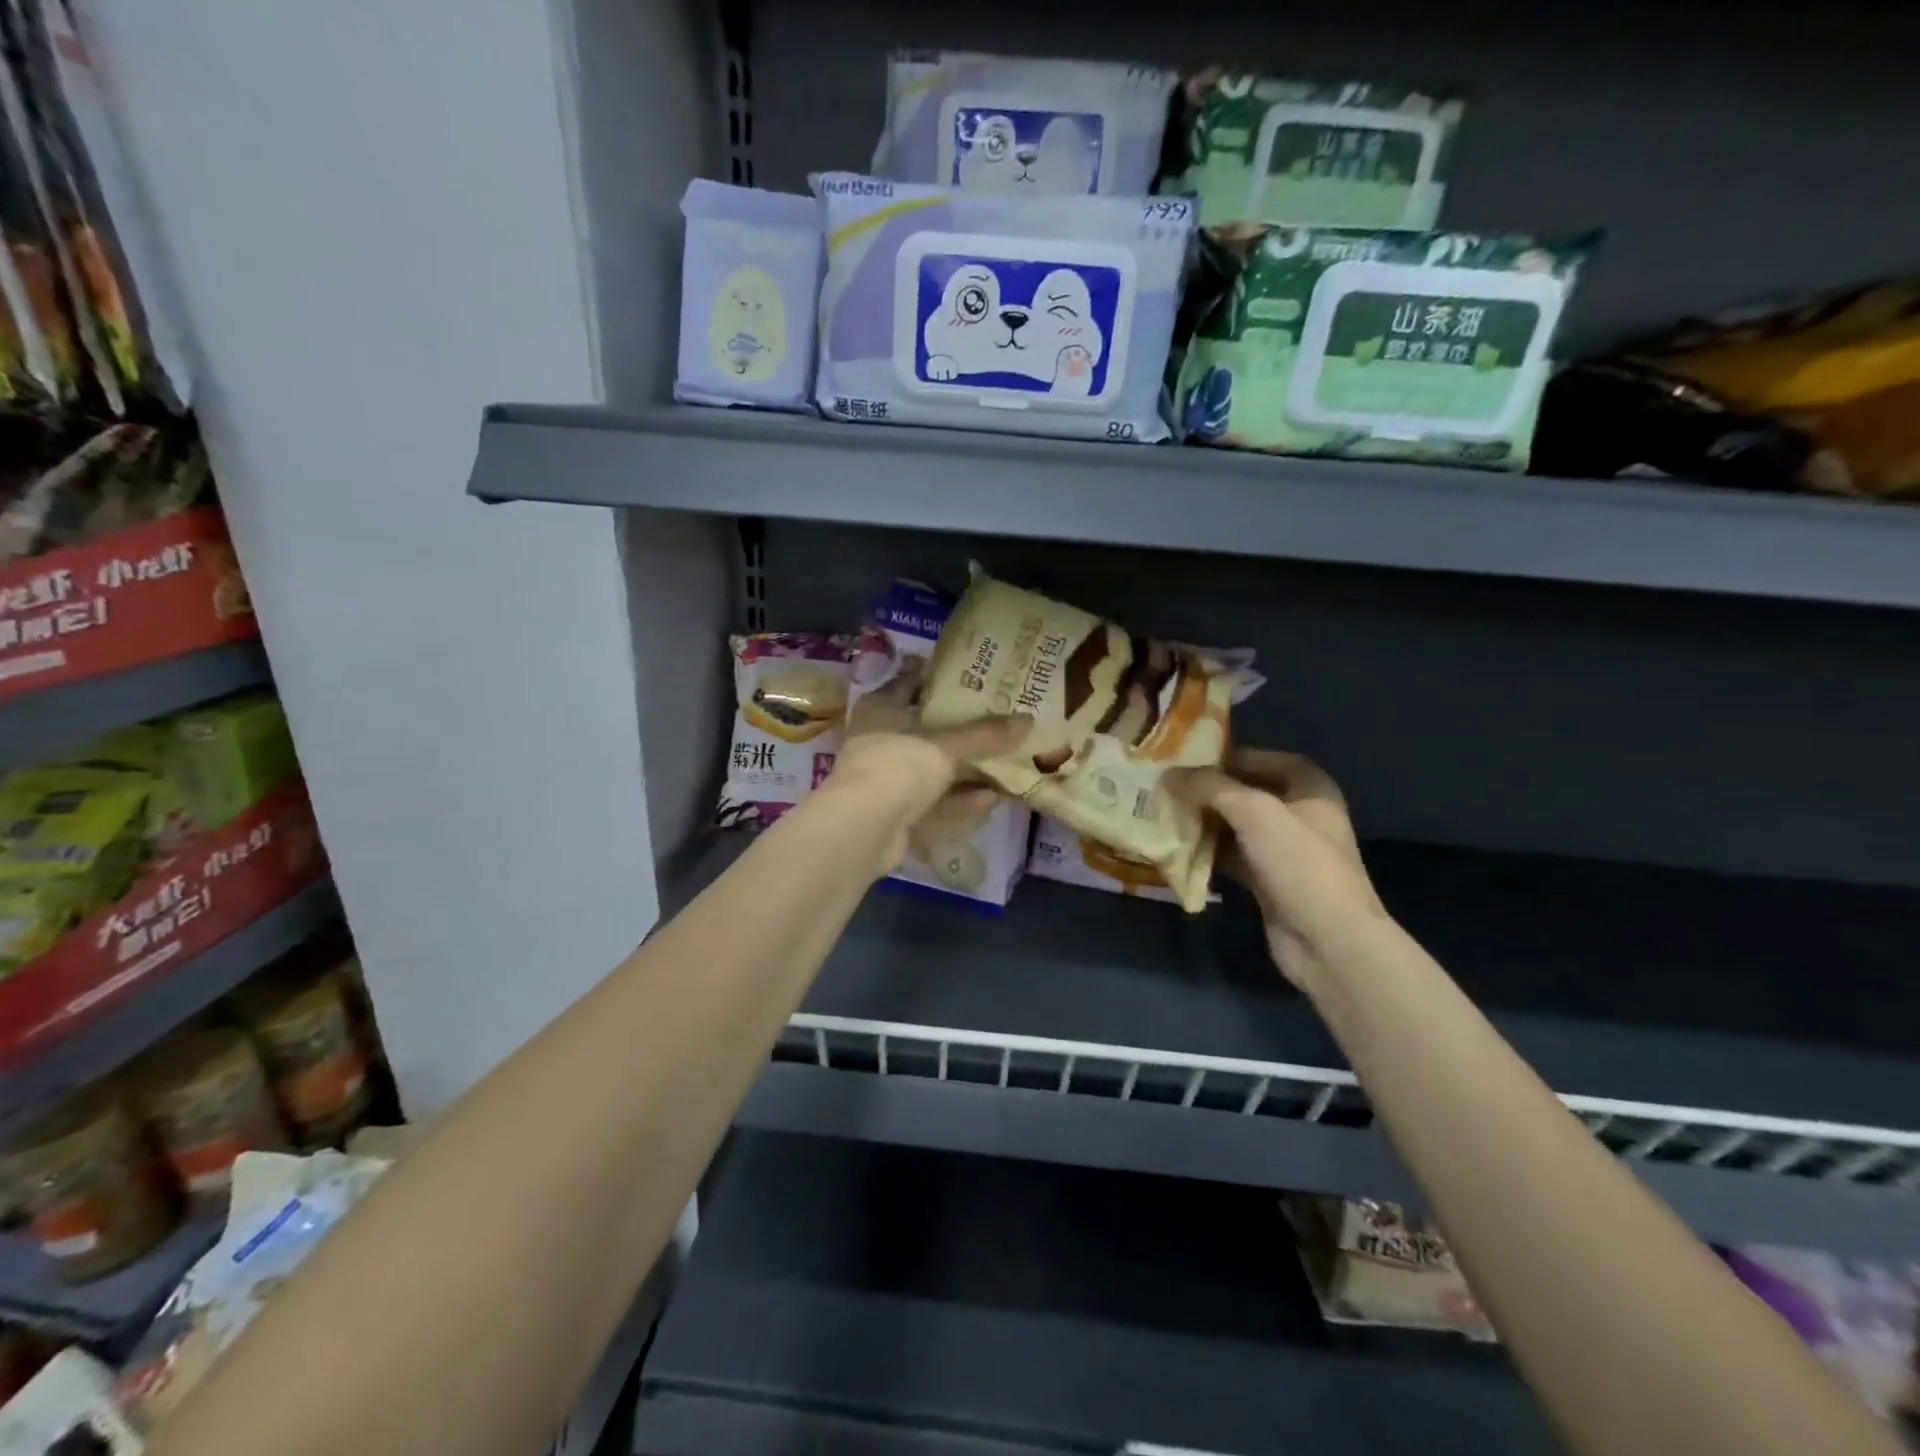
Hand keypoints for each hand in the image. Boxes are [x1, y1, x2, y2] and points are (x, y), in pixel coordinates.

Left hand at [827, 659, 1028, 869]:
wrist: (864, 829)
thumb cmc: (898, 766)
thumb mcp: (946, 745)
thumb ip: (985, 734)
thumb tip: (1028, 720)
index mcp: (881, 708)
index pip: (911, 683)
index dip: (941, 679)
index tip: (976, 676)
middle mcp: (881, 739)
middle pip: (926, 728)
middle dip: (962, 728)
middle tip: (1001, 718)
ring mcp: (887, 778)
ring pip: (933, 768)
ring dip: (966, 768)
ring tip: (1006, 760)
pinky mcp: (896, 812)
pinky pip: (935, 800)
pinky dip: (961, 798)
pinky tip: (994, 797)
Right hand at [1170, 750, 1383, 985]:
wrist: (1328, 940)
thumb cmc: (1299, 863)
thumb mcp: (1254, 812)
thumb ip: (1210, 787)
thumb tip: (1169, 775)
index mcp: (1310, 788)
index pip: (1263, 759)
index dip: (1228, 756)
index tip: (1188, 760)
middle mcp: (1300, 814)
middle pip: (1246, 793)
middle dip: (1208, 791)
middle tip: (1167, 787)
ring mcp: (1285, 851)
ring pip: (1236, 826)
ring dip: (1204, 822)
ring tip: (1164, 814)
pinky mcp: (1269, 880)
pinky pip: (1232, 856)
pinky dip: (1209, 852)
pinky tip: (1178, 848)